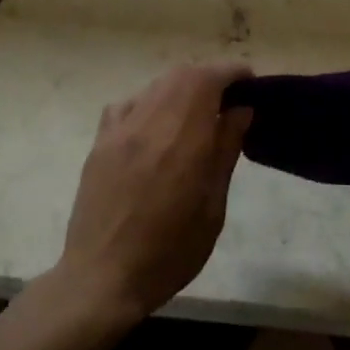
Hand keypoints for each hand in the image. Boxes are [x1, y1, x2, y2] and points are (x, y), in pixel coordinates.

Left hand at [57, 62, 253, 321]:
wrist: (102, 278)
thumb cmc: (169, 253)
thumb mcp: (212, 208)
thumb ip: (225, 151)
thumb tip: (241, 109)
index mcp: (183, 140)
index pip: (208, 79)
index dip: (232, 72)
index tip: (249, 83)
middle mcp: (149, 123)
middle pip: (182, 74)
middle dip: (209, 77)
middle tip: (228, 99)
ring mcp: (119, 130)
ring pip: (155, 85)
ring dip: (181, 87)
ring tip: (196, 112)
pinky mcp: (100, 142)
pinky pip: (128, 104)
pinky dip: (150, 102)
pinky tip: (156, 127)